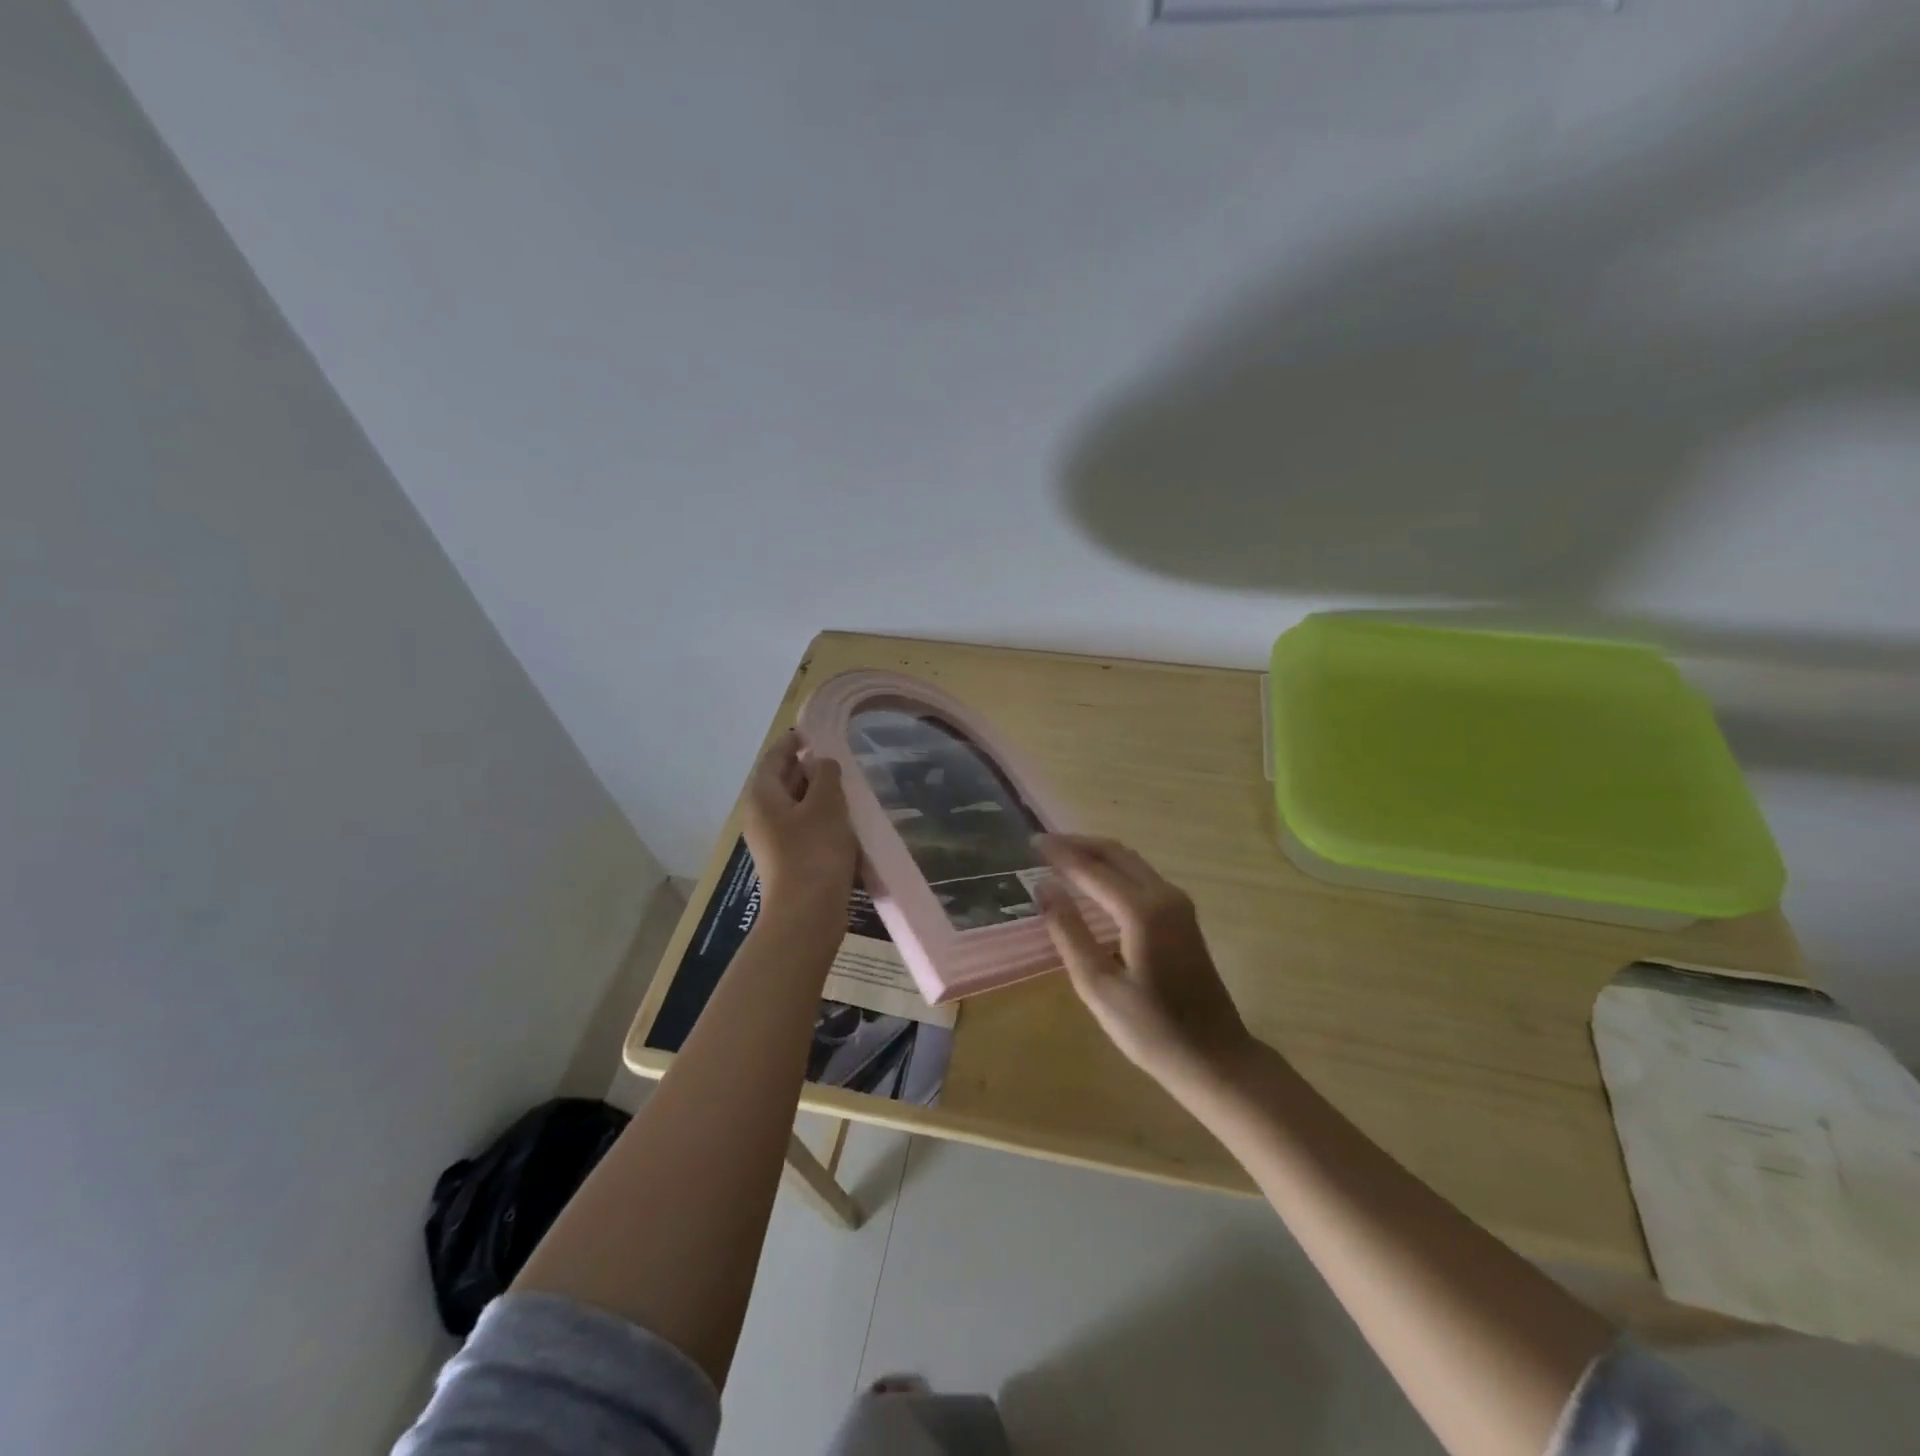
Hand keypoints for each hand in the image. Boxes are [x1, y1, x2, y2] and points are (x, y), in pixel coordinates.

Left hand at [742, 731, 857, 919]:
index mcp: (762, 796)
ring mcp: (771, 841)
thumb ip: (827, 775)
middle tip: (837, 759)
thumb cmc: (815, 851)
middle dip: (808, 768)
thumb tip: (822, 762)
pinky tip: (843, 822)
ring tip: (845, 788)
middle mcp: (760, 815)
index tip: (816, 731)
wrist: (806, 913)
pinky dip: (819, 819)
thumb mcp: (827, 804)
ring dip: (816, 795)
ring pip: (793, 807)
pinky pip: (801, 829)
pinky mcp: (786, 861)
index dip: (794, 741)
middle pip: (782, 781)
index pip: (774, 757)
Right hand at [1036, 834, 1251, 1085]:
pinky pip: (1142, 876)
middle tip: (1043, 845)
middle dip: (1078, 844)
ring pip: (1131, 861)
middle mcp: (1164, 896)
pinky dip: (1113, 869)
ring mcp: (1179, 904)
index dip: (1060, 854)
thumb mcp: (1098, 986)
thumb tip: (1044, 888)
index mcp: (1142, 911)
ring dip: (1097, 854)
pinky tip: (1094, 882)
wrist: (1215, 1058)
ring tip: (1062, 857)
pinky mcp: (1183, 917)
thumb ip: (1069, 932)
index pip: (1092, 868)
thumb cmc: (1152, 1030)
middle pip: (1116, 853)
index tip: (1030, 842)